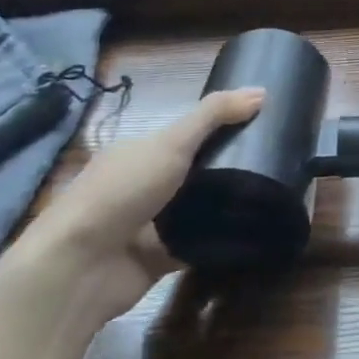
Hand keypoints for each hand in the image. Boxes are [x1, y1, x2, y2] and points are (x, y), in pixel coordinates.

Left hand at [10, 88, 263, 322]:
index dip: (221, 128)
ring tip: (274, 197)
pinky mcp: (160, 258)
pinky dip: (220, 241)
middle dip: (229, 169)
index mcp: (139, 153)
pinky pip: (198, 245)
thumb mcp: (171, 143)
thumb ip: (214, 116)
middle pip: (195, 172)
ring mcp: (150, 224)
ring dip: (227, 207)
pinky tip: (255, 233)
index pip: (185, 134)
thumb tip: (262, 91)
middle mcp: (143, 186)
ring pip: (199, 210)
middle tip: (276, 164)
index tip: (263, 126)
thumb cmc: (122, 193)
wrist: (81, 267)